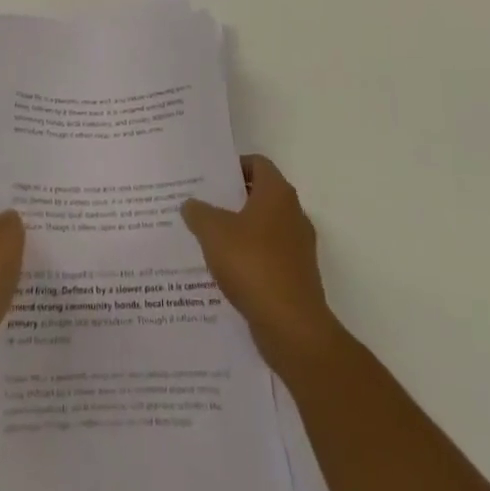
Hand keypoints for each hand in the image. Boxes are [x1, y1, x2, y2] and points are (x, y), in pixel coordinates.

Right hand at [182, 155, 339, 371]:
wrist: (292, 327)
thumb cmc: (253, 265)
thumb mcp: (213, 232)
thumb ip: (198, 212)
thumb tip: (191, 204)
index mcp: (277, 194)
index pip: (257, 163)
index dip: (233, 166)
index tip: (209, 177)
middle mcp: (293, 214)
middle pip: (260, 195)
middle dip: (231, 199)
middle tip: (201, 204)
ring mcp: (298, 247)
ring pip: (263, 228)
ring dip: (239, 231)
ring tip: (207, 238)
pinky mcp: (297, 276)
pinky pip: (268, 256)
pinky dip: (249, 258)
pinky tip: (225, 270)